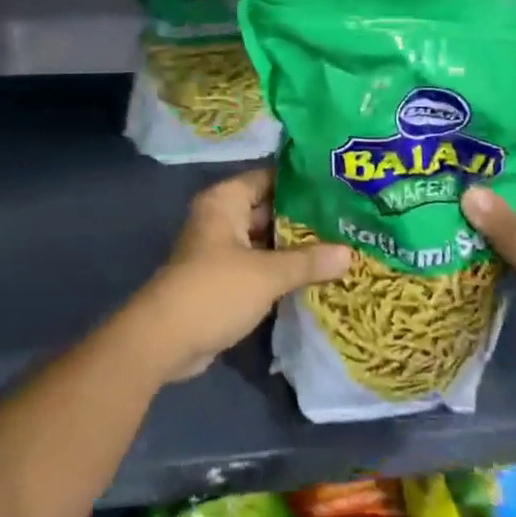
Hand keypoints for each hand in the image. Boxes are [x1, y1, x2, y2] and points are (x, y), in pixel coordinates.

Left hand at [130, 167, 354, 382]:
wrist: (165, 339)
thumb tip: (350, 252)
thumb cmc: (215, 290)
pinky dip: (282, 268)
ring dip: (296, 246)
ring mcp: (222, 249)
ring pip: (266, 239)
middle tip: (348, 218)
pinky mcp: (224, 279)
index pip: (269, 177)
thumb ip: (308, 261)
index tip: (339, 185)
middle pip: (269, 208)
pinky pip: (260, 264)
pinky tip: (317, 274)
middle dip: (305, 217)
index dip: (302, 181)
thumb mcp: (267, 274)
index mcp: (226, 200)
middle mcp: (222, 217)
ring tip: (342, 244)